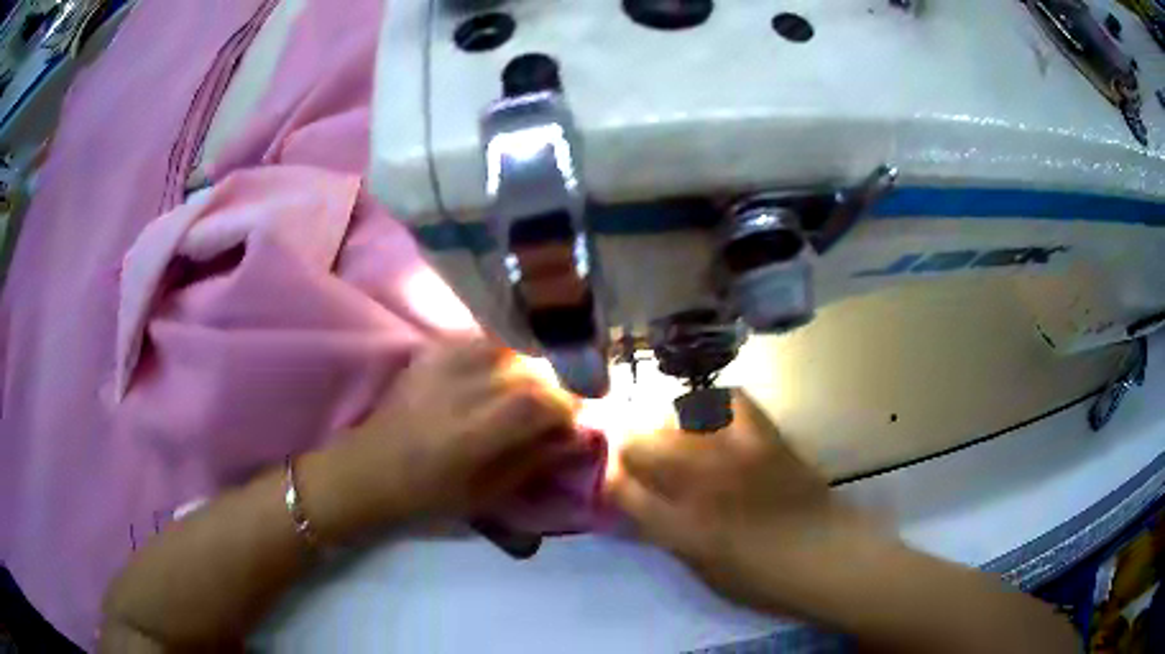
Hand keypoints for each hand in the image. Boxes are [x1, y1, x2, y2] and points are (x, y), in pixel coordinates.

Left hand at [303, 338, 581, 542]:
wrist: (369, 471)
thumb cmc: (429, 496)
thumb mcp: (488, 493)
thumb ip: (536, 459)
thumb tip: (579, 436)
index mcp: (474, 433)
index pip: (542, 401)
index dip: (569, 406)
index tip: (576, 420)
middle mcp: (461, 389)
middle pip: (530, 369)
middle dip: (554, 387)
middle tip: (555, 409)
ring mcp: (443, 365)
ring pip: (509, 348)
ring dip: (529, 367)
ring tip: (527, 391)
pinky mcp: (430, 353)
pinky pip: (480, 341)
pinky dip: (500, 354)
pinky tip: (497, 374)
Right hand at [606, 391, 871, 612]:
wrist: (827, 555)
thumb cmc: (763, 578)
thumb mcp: (702, 570)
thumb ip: (666, 534)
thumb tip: (640, 504)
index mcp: (680, 526)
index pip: (620, 488)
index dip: (609, 480)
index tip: (613, 479)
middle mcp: (699, 483)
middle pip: (639, 444)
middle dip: (627, 448)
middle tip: (637, 457)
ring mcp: (733, 454)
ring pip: (675, 417)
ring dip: (662, 424)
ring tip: (669, 434)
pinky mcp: (764, 436)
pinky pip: (728, 401)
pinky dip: (712, 404)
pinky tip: (711, 418)